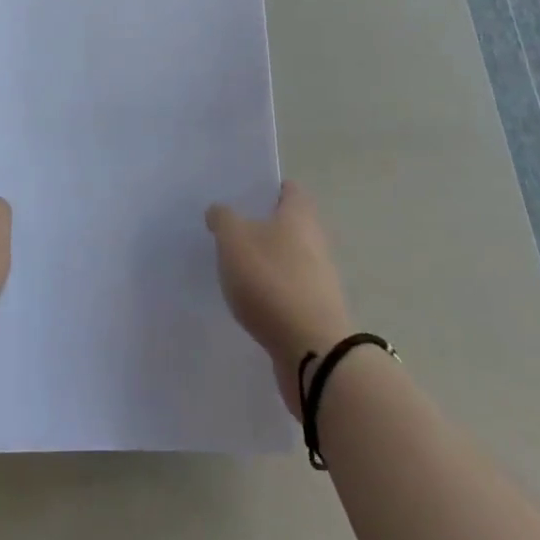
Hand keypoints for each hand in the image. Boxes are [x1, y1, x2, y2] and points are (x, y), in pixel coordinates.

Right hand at [206, 182, 353, 415]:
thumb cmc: (272, 280)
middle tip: (228, 231)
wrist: (312, 351)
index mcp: (300, 214)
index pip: (287, 188)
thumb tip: (220, 211)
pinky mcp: (315, 312)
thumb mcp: (234, 239)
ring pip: (287, 259)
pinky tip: (247, 302)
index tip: (240, 195)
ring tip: (232, 268)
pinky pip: (288, 291)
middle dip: (261, 226)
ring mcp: (319, 279)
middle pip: (287, 224)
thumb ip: (223, 219)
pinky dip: (270, 293)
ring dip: (265, 262)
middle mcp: (315, 240)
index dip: (266, 187)